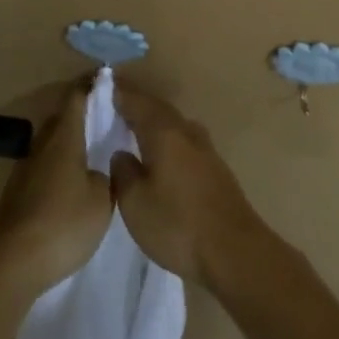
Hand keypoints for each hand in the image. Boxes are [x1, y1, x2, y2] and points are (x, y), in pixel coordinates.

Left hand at [0, 83, 112, 296]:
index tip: (106, 79)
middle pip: (62, 118)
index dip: (91, 85)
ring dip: (70, 142)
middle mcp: (43, 144)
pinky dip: (60, 166)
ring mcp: (27, 169)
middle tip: (106, 118)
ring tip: (92, 152)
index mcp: (64, 136)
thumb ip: (105, 176)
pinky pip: (45, 167)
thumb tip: (98, 168)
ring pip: (52, 144)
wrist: (13, 262)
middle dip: (82, 114)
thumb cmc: (64, 223)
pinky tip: (72, 184)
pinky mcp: (18, 193)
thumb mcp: (101, 200)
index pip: (77, 97)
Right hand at [110, 84, 268, 287]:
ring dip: (154, 122)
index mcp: (164, 131)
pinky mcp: (215, 168)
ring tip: (136, 129)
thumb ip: (123, 173)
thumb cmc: (177, 224)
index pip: (137, 102)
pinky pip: (184, 140)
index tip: (104, 87)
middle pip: (157, 109)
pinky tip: (163, 155)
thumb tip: (121, 153)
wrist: (235, 251)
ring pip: (173, 124)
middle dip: (137, 105)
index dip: (119, 94)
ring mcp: (205, 148)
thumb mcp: (135, 204)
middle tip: (117, 105)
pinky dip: (168, 139)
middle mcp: (186, 131)